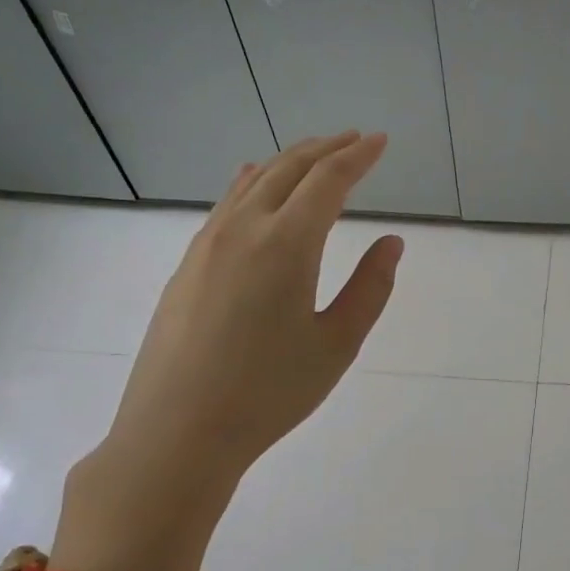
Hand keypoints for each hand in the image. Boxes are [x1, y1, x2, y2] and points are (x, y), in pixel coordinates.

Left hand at [66, 133, 401, 566]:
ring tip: (316, 155)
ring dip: (289, 161)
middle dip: (326, 149)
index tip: (381, 141)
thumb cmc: (270, 392)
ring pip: (253, 182)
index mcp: (287, 244)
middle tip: (356, 140)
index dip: (358, 157)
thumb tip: (391, 242)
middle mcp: (243, 229)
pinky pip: (227, 203)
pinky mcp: (188, 264)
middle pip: (288, 169)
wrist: (178, 430)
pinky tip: (255, 182)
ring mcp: (208, 244)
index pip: (328, 182)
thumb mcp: (337, 344)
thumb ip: (370, 287)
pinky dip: (253, 182)